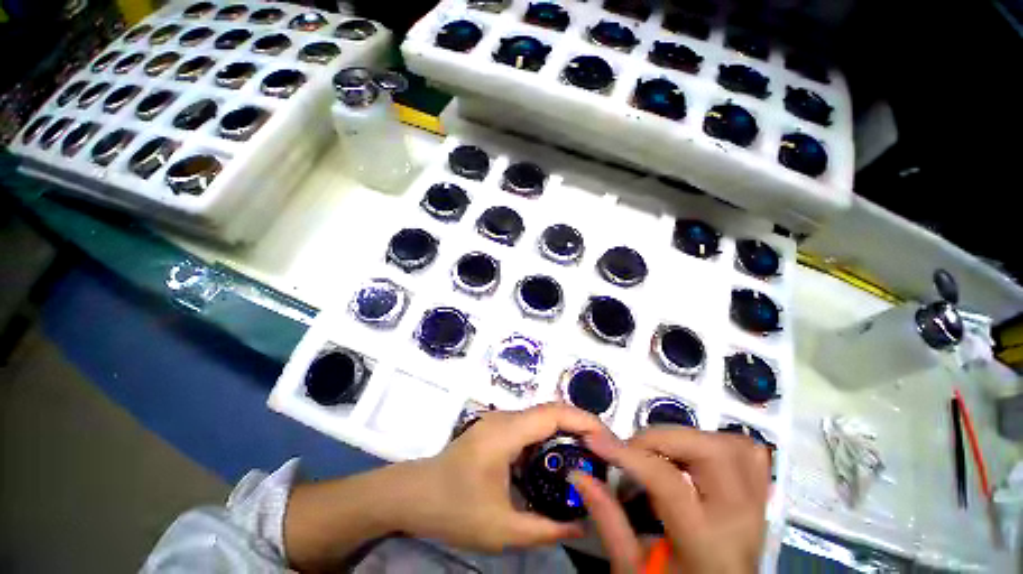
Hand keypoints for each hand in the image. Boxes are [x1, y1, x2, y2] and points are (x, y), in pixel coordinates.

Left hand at [396, 403, 606, 552]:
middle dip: (580, 425)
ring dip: (566, 431)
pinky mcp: (496, 430)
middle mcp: (505, 418)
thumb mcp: (501, 528)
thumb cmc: (453, 509)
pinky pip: (530, 427)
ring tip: (589, 457)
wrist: (413, 494)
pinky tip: (558, 461)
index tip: (608, 440)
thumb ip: (546, 529)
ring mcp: (499, 421)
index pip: (553, 413)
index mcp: (507, 432)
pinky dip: (550, 438)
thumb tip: (583, 526)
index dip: (584, 420)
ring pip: (541, 417)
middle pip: (551, 410)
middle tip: (605, 453)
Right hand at [570, 427, 770, 573]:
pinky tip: (692, 456)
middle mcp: (740, 519)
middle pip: (710, 451)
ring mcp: (756, 506)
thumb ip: (608, 518)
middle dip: (662, 438)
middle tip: (634, 450)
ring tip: (661, 453)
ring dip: (690, 438)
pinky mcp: (758, 498)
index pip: (667, 481)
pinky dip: (717, 443)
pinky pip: (749, 455)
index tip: (596, 439)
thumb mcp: (633, 568)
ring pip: (733, 445)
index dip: (627, 454)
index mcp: (707, 544)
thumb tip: (579, 475)